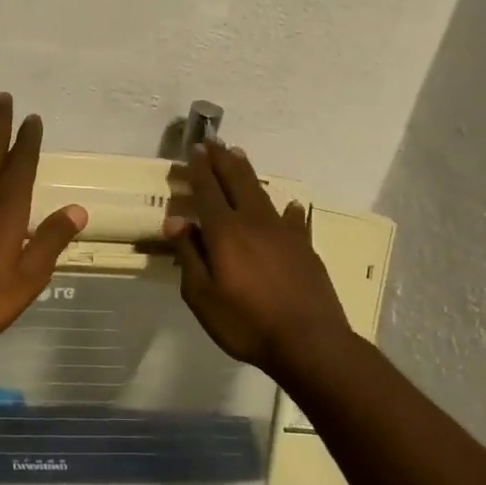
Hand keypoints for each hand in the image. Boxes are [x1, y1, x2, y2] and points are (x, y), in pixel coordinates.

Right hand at [165, 141, 352, 377]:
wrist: (309, 341)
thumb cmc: (246, 323)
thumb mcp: (202, 296)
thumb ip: (189, 256)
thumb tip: (177, 221)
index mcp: (225, 232)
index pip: (208, 191)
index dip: (200, 169)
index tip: (195, 149)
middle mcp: (254, 222)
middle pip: (237, 181)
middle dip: (223, 160)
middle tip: (214, 142)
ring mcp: (284, 233)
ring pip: (263, 194)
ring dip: (248, 174)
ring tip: (240, 157)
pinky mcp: (305, 247)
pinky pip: (293, 220)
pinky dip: (287, 210)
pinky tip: (290, 206)